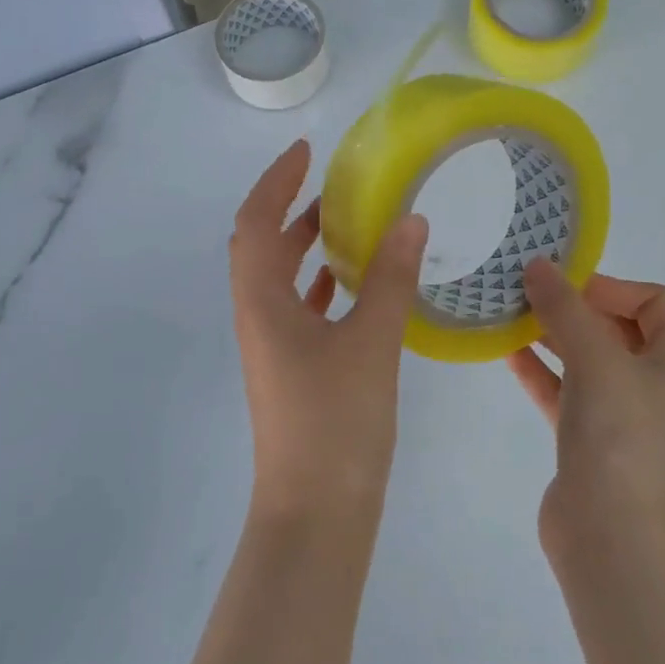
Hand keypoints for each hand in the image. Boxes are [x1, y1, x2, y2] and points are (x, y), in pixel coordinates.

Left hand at [230, 140, 429, 530]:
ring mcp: (274, 349)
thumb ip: (389, 279)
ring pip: (282, 281)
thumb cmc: (336, 422)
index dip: (275, 181)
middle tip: (336, 184)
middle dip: (292, 210)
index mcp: (262, 304)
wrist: (316, 511)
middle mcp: (258, 320)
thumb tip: (410, 219)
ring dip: (307, 247)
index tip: (306, 152)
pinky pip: (302, 311)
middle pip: (263, 249)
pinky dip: (323, 286)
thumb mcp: (370, 342)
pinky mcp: (295, 372)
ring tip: (351, 223)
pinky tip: (354, 285)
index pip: (254, 223)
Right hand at [505, 262, 664, 546]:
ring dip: (552, 336)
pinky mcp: (585, 439)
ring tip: (510, 315)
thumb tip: (537, 265)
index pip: (655, 303)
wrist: (610, 533)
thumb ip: (565, 309)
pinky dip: (539, 371)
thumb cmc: (618, 436)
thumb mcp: (596, 360)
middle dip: (575, 307)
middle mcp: (650, 384)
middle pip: (616, 328)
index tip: (567, 285)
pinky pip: (562, 392)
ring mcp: (617, 414)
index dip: (614, 286)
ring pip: (584, 360)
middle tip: (529, 293)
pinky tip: (505, 353)